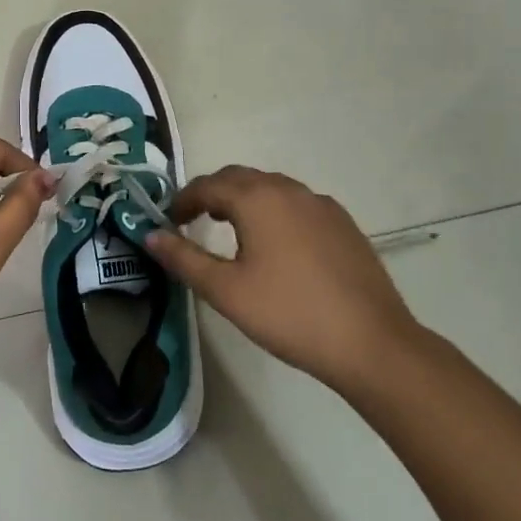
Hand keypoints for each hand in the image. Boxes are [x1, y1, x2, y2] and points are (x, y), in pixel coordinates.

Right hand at [145, 166, 424, 395]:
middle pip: (239, 178)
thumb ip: (183, 259)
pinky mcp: (343, 223)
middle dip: (212, 193)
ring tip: (230, 229)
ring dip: (244, 200)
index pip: (207, 186)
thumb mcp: (226, 291)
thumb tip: (150, 235)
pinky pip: (297, 204)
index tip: (168, 221)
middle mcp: (288, 190)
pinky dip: (274, 211)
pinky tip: (277, 244)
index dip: (182, 200)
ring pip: (271, 188)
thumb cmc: (289, 314)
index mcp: (257, 198)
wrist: (371, 342)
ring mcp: (320, 204)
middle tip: (193, 220)